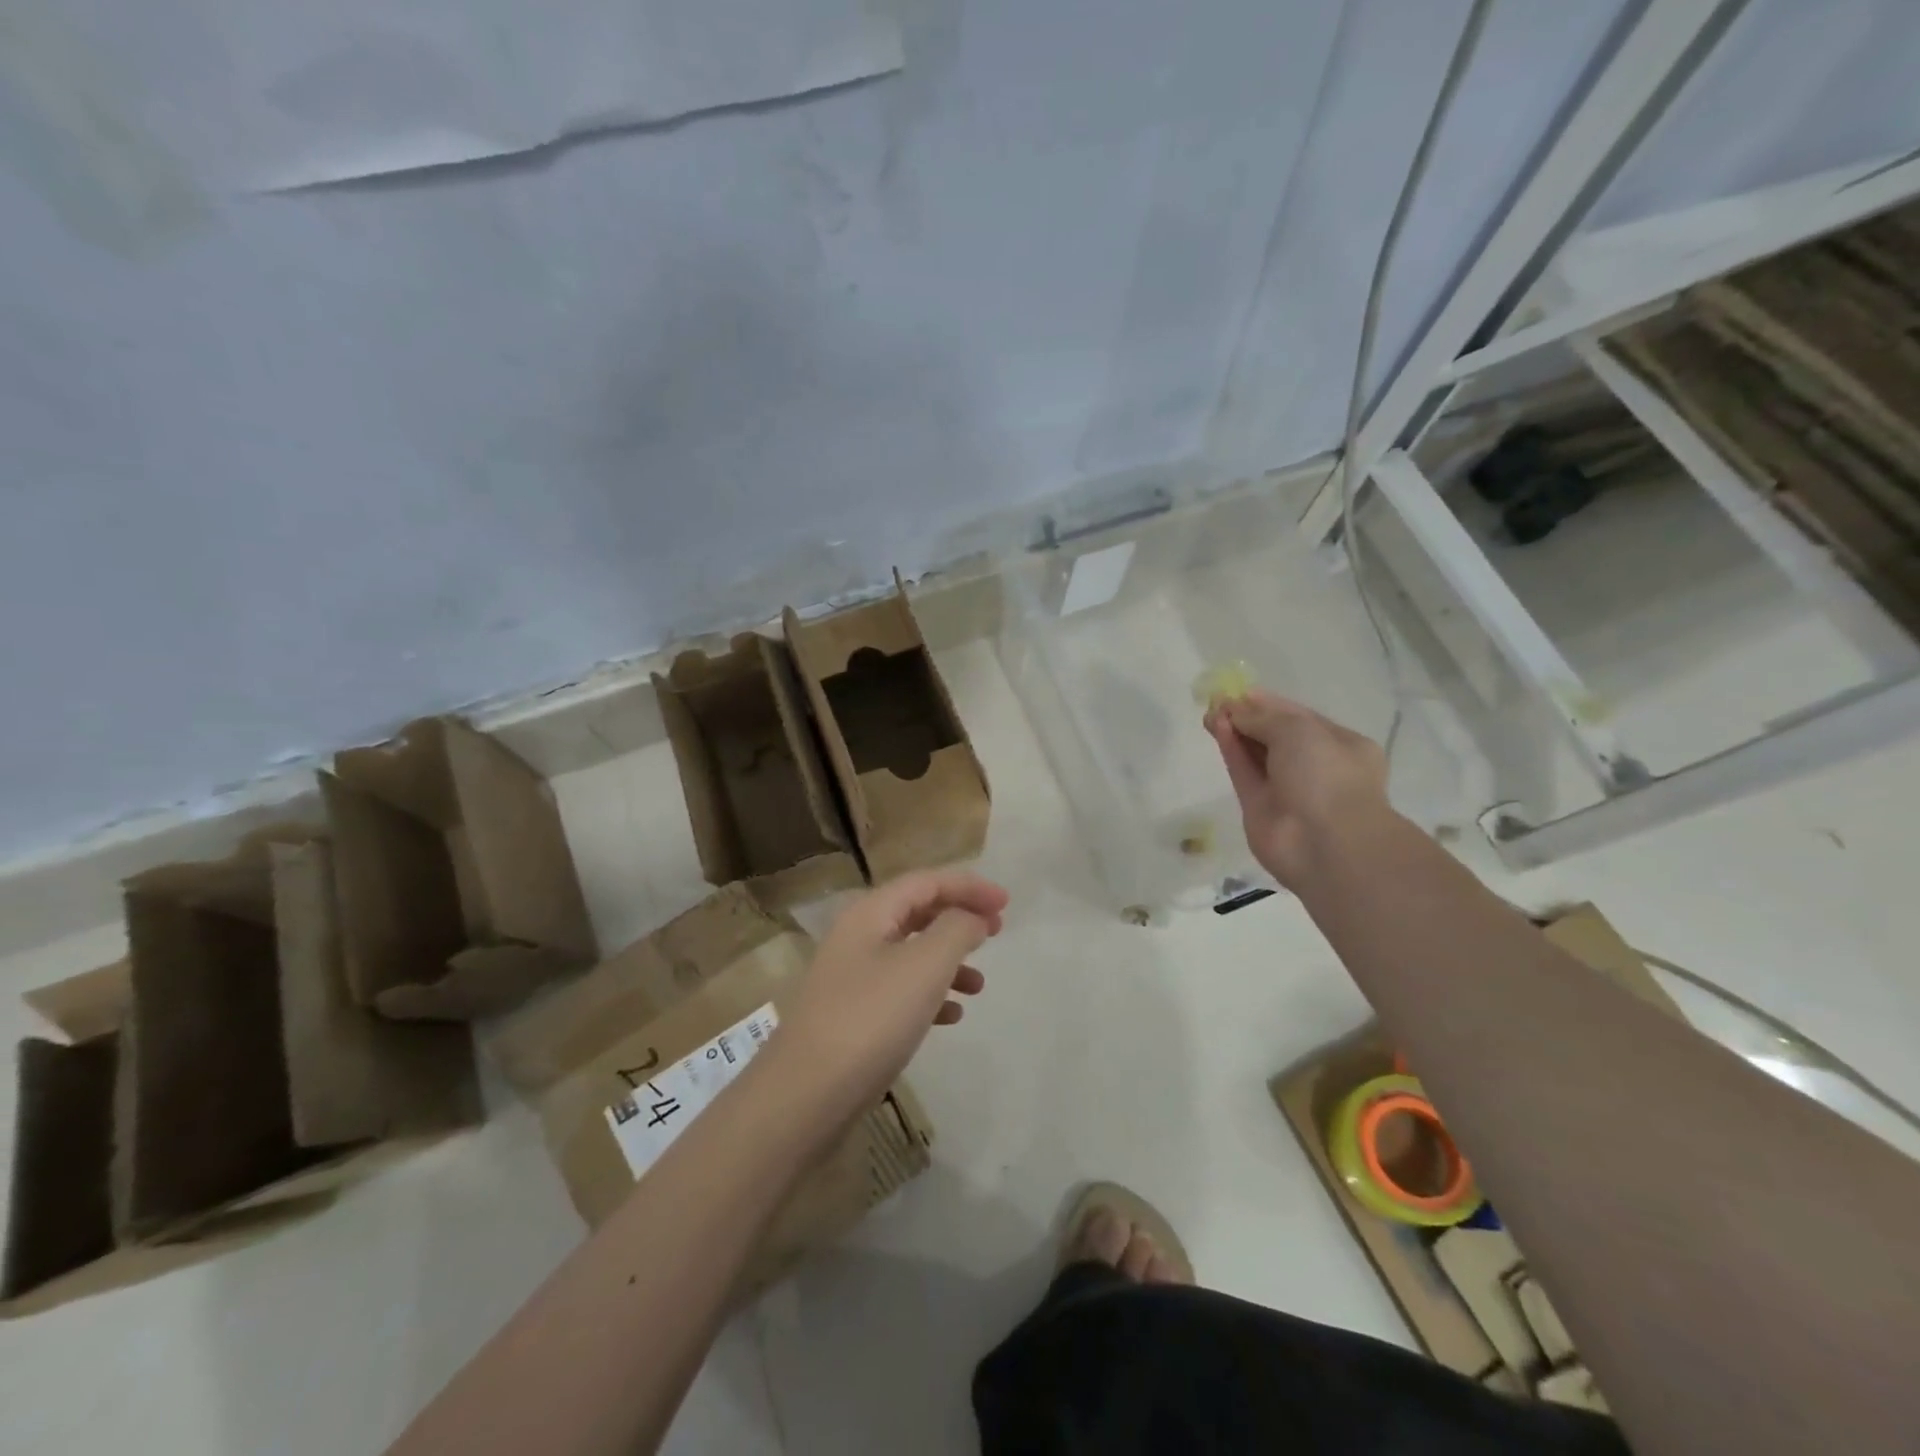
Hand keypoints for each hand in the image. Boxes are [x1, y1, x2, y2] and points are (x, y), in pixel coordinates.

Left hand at [771, 870, 1007, 1130]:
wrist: (805, 1095)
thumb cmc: (871, 1019)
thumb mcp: (924, 966)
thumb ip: (956, 930)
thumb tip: (972, 917)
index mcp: (870, 913)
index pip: (926, 881)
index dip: (968, 886)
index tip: (1006, 902)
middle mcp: (858, 936)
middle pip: (917, 912)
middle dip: (959, 918)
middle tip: (997, 932)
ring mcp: (852, 978)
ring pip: (911, 953)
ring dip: (949, 960)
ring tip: (979, 985)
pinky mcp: (853, 1016)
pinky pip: (900, 991)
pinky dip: (930, 995)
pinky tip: (951, 1017)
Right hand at [1205, 690, 1393, 888]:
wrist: (1326, 843)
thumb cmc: (1327, 776)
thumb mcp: (1298, 730)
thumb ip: (1262, 716)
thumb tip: (1233, 710)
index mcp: (1341, 746)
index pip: (1300, 718)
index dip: (1268, 703)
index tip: (1239, 691)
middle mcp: (1316, 767)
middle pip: (1275, 736)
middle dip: (1248, 717)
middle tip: (1218, 702)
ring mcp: (1287, 789)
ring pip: (1256, 755)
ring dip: (1235, 732)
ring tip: (1210, 713)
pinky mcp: (1260, 807)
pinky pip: (1244, 773)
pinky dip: (1231, 751)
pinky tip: (1216, 729)